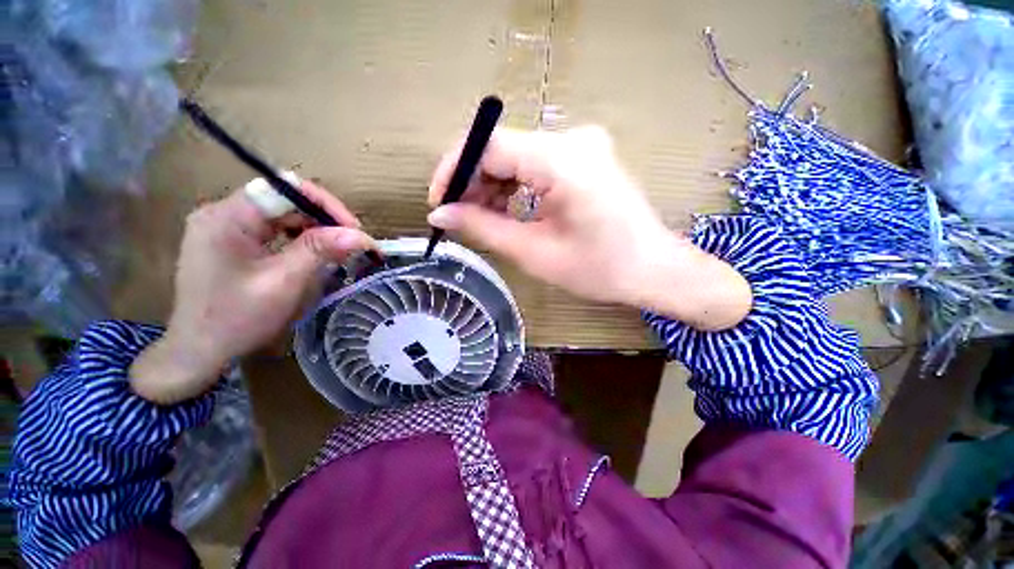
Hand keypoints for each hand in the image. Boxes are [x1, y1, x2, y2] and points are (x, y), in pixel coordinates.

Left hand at [130, 180, 374, 403]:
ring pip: (281, 214)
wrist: (199, 352)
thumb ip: (320, 251)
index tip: (353, 229)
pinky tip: (313, 253)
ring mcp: (225, 227)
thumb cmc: (236, 319)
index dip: (324, 204)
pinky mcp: (231, 241)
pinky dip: (299, 238)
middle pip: (284, 199)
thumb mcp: (283, 283)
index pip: (284, 189)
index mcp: (227, 218)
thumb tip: (360, 235)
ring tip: (337, 249)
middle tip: (351, 242)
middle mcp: (223, 213)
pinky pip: (273, 229)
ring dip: (314, 228)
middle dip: (322, 218)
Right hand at [427, 127, 750, 330]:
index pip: (488, 145)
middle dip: (472, 181)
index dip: (454, 170)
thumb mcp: (534, 252)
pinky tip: (509, 209)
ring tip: (482, 218)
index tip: (439, 203)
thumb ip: (483, 227)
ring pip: (516, 155)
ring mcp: (582, 144)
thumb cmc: (599, 269)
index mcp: (562, 161)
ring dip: (492, 184)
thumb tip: (440, 214)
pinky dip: (514, 184)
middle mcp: (572, 139)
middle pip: (501, 148)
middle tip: (459, 217)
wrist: (653, 268)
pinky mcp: (585, 155)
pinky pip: (535, 162)